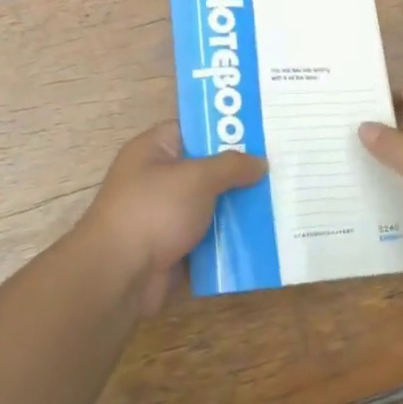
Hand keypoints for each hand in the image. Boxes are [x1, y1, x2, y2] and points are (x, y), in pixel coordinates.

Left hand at [78, 122, 267, 312]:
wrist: (120, 275)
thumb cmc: (154, 211)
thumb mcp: (197, 178)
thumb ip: (232, 165)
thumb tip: (260, 162)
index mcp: (154, 149)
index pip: (194, 129)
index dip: (226, 129)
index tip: (262, 132)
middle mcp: (159, 178)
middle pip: (207, 168)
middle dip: (241, 171)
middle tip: (282, 167)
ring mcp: (166, 215)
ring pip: (212, 204)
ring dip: (240, 207)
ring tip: (282, 200)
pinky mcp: (175, 247)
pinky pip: (210, 236)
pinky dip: (232, 237)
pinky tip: (265, 234)